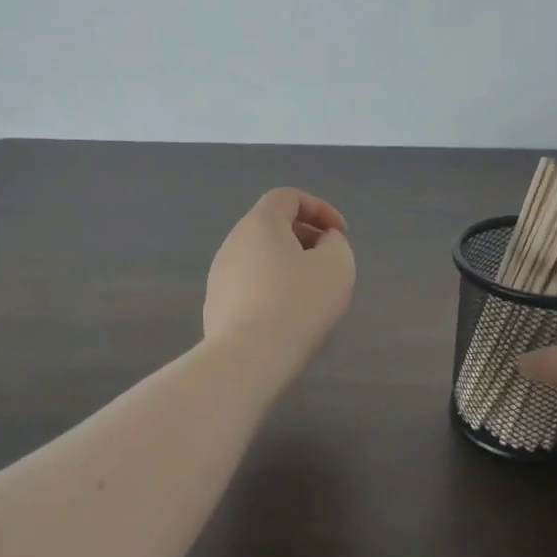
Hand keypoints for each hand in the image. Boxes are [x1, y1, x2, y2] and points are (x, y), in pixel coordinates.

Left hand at [204, 188, 355, 356]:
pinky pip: (250, 284)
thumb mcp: (337, 265)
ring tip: (312, 292)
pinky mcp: (216, 305)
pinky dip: (273, 288)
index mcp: (260, 223)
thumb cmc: (298, 303)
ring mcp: (220, 275)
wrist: (247, 359)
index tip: (340, 234)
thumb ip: (335, 243)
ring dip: (289, 264)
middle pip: (272, 226)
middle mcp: (233, 242)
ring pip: (261, 257)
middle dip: (306, 237)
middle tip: (329, 261)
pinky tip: (288, 316)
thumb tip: (323, 243)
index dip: (319, 208)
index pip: (288, 197)